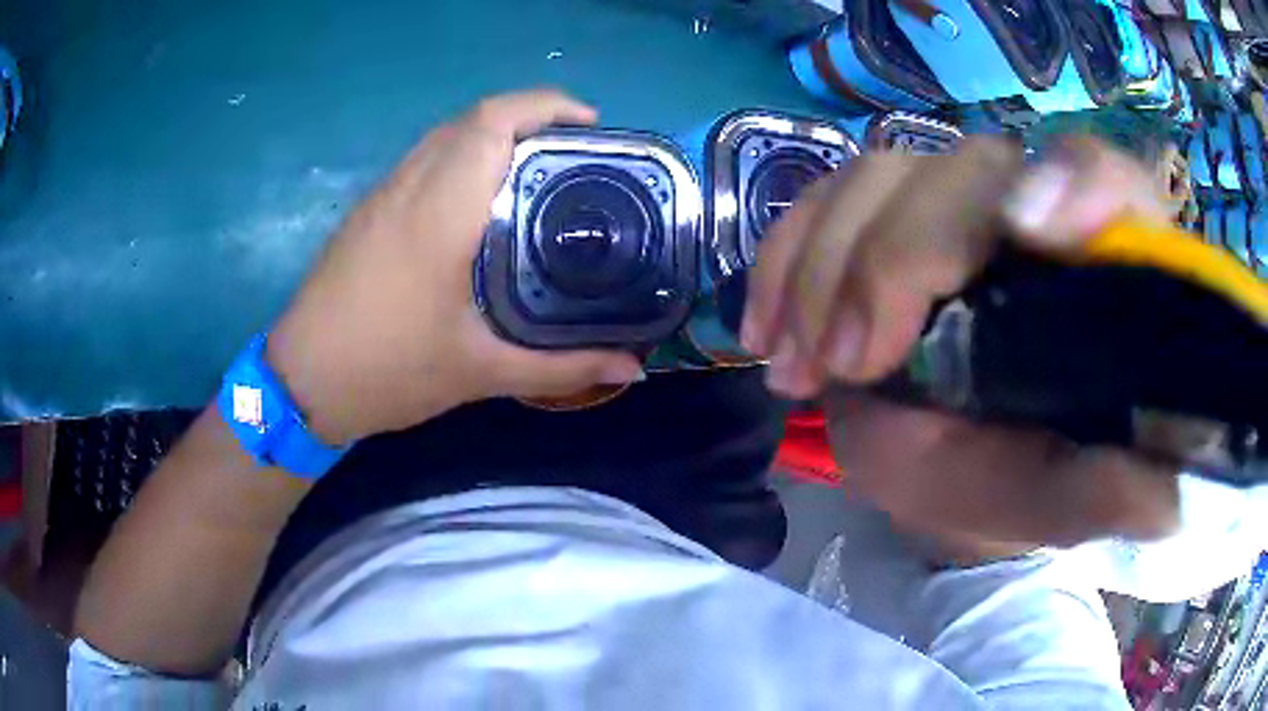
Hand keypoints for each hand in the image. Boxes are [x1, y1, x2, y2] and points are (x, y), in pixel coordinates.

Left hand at [267, 90, 643, 444]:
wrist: (302, 382)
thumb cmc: (387, 371)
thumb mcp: (480, 372)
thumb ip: (560, 368)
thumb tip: (631, 368)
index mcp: (440, 211)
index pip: (493, 122)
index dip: (545, 106)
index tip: (590, 124)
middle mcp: (410, 186)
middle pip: (473, 118)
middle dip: (530, 117)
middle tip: (576, 153)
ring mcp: (383, 194)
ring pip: (445, 134)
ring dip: (495, 134)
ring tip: (538, 170)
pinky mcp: (368, 210)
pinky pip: (424, 158)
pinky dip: (463, 156)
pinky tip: (482, 200)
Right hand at [743, 137, 1179, 547]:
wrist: (960, 470)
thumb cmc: (1024, 483)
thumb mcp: (1064, 503)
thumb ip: (1109, 493)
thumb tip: (1167, 495)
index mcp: (1097, 268)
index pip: (1107, 178)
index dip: (1076, 182)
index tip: (1028, 231)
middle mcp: (1030, 210)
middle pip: (969, 169)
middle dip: (898, 256)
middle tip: (852, 360)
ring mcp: (950, 206)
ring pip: (880, 174)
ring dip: (823, 265)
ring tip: (800, 365)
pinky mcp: (886, 219)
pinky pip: (823, 199)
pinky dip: (784, 257)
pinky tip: (768, 330)